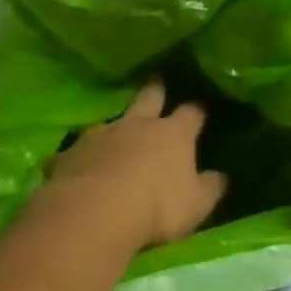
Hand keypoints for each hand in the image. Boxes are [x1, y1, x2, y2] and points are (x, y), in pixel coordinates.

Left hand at [40, 78, 227, 249]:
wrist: (94, 212)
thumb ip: (210, 188)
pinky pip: (77, 152)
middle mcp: (136, 125)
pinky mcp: (70, 154)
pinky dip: (82, 157)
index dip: (197, 110)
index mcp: (173, 134)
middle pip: (148, 98)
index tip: (201, 107)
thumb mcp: (196, 204)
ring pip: (110, 122)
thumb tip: (221, 176)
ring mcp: (100, 136)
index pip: (191, 113)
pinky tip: (79, 167)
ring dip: (115, 126)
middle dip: (154, 89)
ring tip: (115, 131)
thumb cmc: (157, 206)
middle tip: (155, 78)